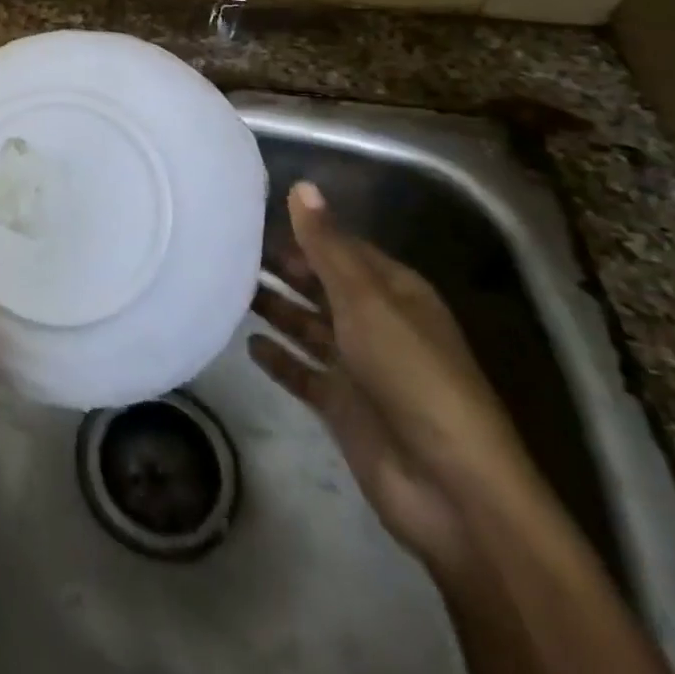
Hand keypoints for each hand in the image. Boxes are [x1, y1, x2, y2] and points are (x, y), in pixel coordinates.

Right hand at [247, 183, 544, 578]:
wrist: (449, 488)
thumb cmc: (410, 375)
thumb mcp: (366, 300)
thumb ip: (326, 246)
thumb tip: (301, 186)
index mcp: (393, 292)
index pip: (341, 248)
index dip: (301, 232)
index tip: (249, 216)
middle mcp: (376, 323)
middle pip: (320, 285)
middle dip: (281, 268)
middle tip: (226, 248)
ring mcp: (358, 367)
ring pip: (307, 325)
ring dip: (274, 308)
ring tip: (225, 288)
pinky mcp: (342, 406)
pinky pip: (302, 372)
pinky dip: (278, 359)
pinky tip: (247, 344)